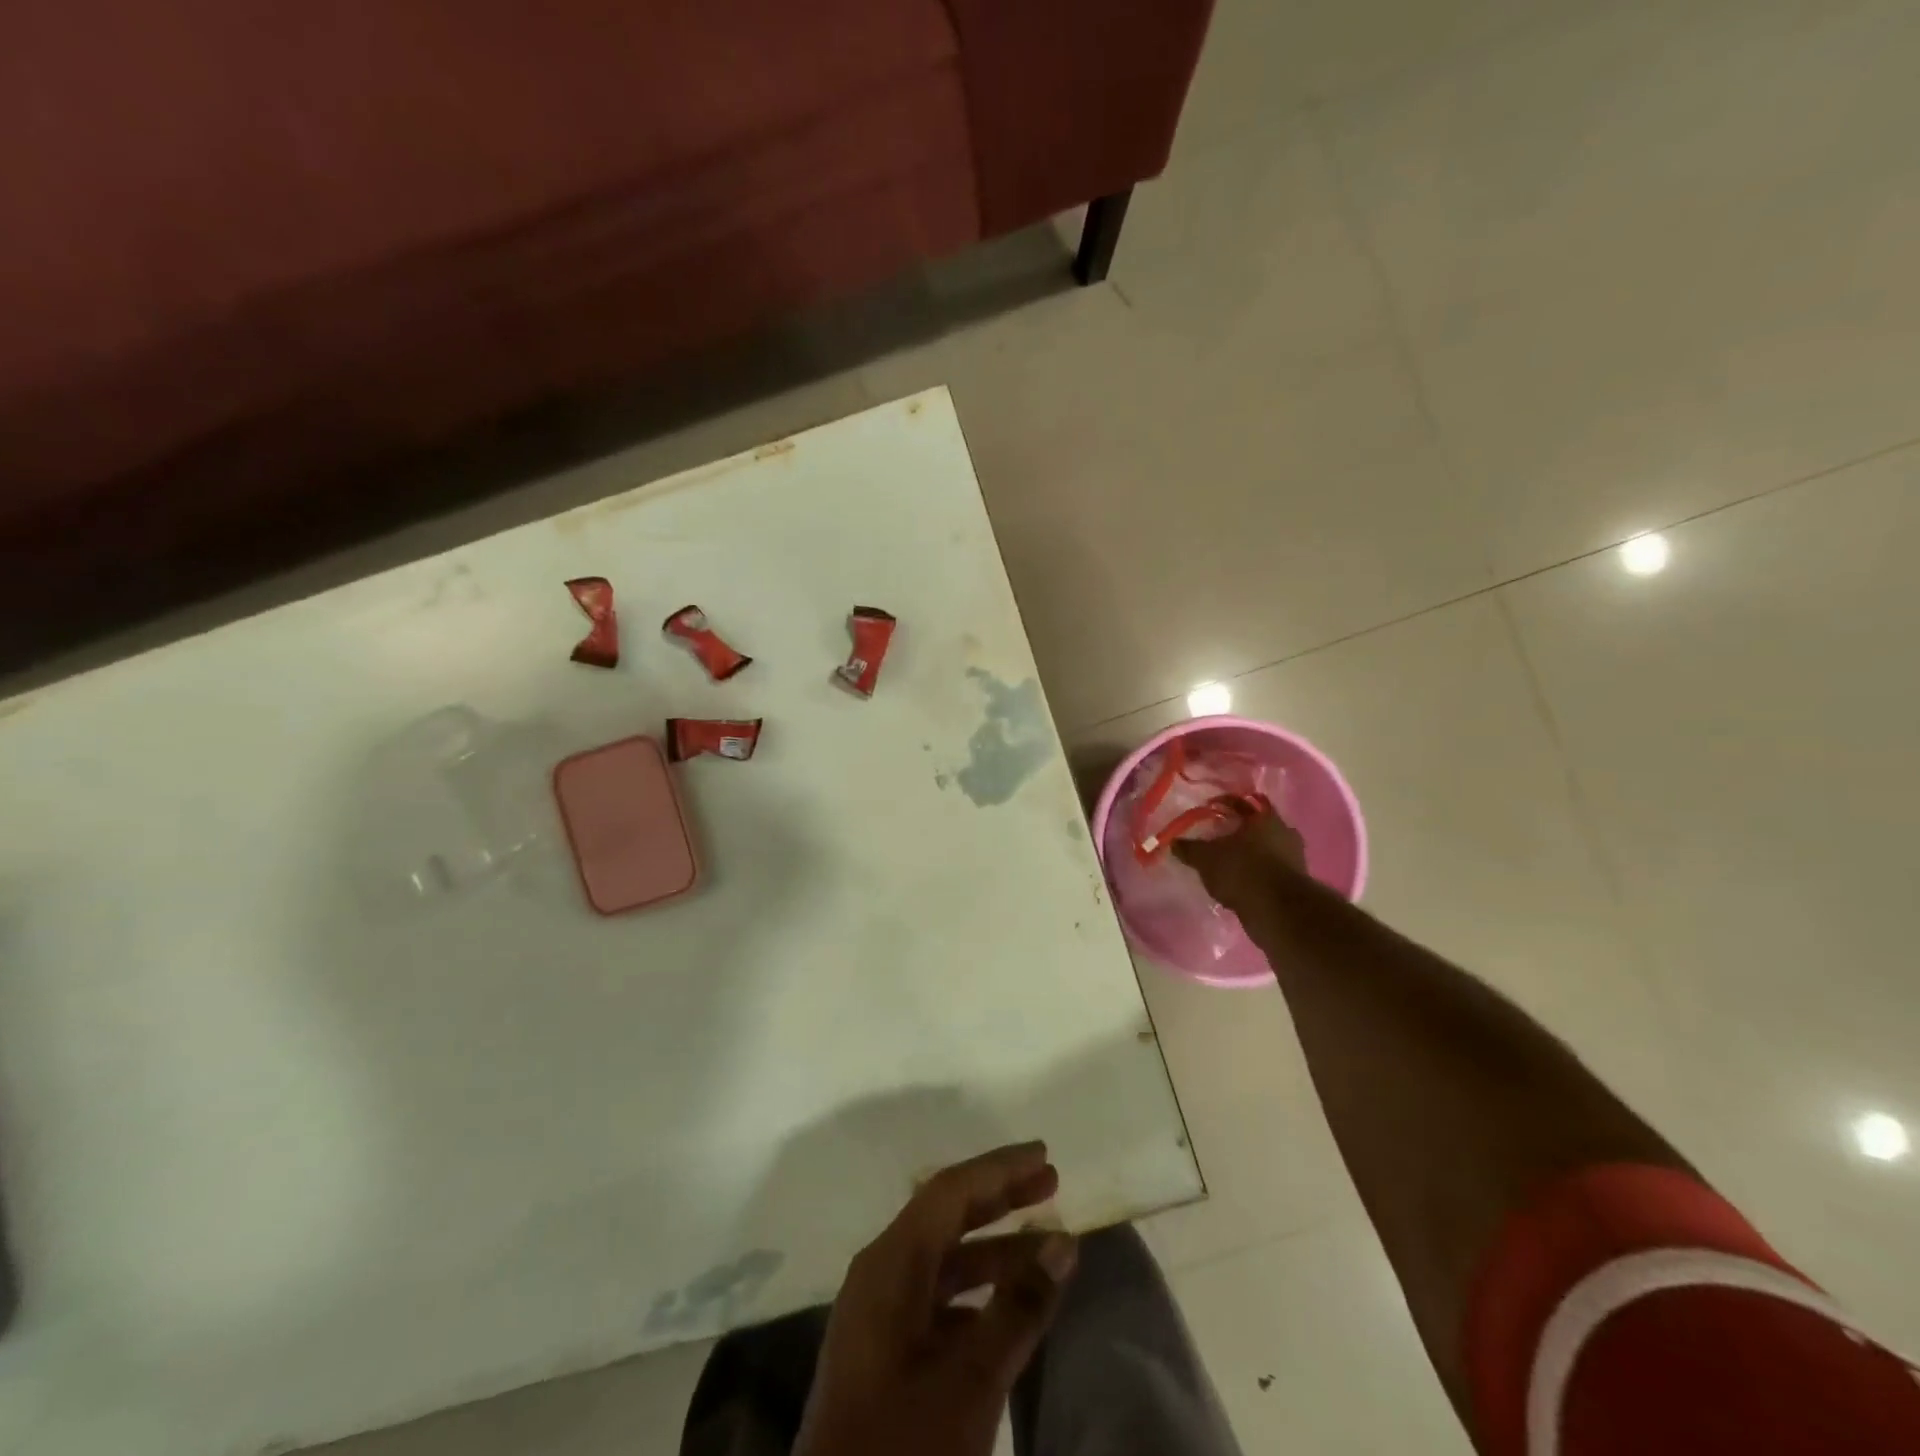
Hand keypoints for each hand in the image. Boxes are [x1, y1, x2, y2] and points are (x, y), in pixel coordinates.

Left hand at [795, 1142, 1077, 1455]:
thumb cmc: (902, 1446)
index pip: (950, 1191)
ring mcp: (878, 1314)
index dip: (998, 1168)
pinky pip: (937, 1298)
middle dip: (1000, 1197)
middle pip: (945, 1215)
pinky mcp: (882, 1353)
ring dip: (995, 1249)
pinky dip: (977, 1292)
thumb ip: (1017, 1308)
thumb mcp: (969, 1381)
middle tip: (1051, 1183)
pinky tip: (1011, 1309)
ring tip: (1048, 1248)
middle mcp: (880, 1273)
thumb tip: (1062, 1243)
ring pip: (944, 1259)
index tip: (1043, 1155)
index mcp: (889, 1263)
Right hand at [1171, 807, 1307, 917]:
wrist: (1277, 910)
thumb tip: (1173, 842)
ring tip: (1227, 864)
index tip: (1208, 809)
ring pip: (1265, 849)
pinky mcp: (1295, 882)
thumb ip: (1189, 848)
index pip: (1242, 802)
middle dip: (1238, 831)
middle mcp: (1284, 832)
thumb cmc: (1241, 870)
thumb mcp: (1206, 858)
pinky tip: (1240, 883)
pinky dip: (1256, 874)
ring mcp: (1294, 858)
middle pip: (1256, 826)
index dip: (1223, 804)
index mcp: (1265, 817)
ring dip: (1249, 854)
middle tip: (1218, 838)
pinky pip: (1269, 871)